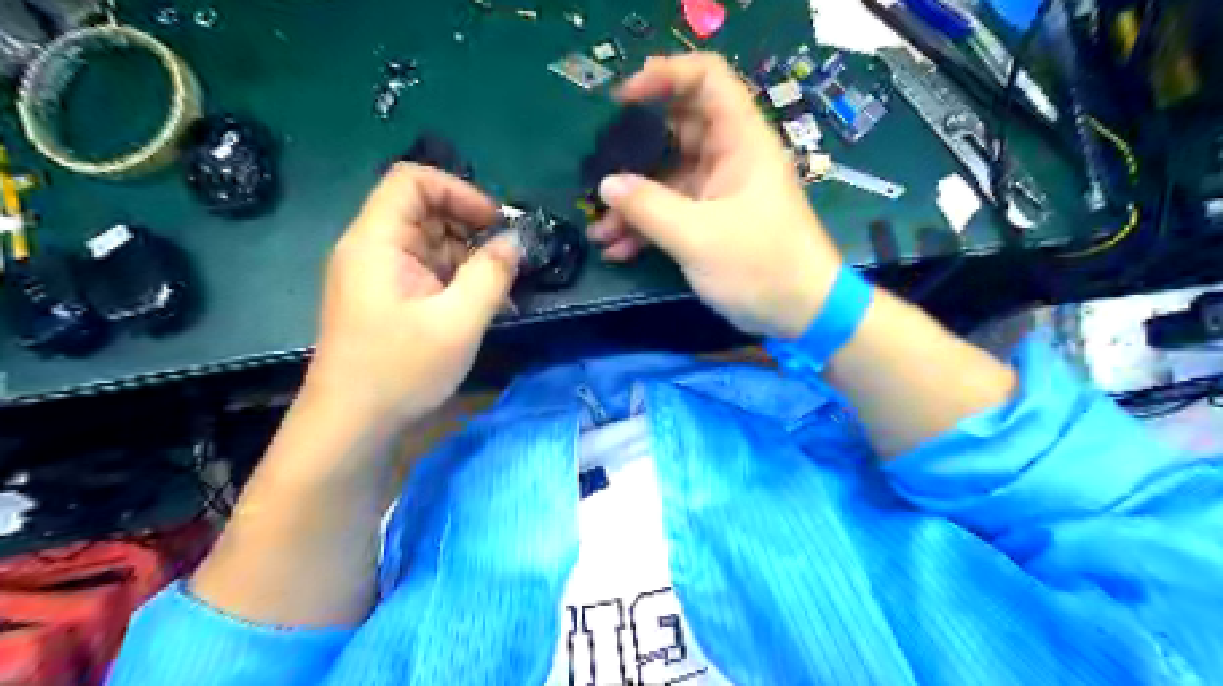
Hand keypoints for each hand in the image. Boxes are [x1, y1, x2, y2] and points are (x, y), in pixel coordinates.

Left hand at [305, 161, 520, 424]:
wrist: (351, 426)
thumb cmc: (400, 370)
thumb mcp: (458, 322)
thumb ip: (491, 275)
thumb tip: (514, 242)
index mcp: (377, 241)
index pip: (413, 181)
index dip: (458, 191)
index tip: (494, 224)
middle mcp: (372, 249)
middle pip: (424, 211)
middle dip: (470, 229)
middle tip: (506, 262)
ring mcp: (378, 275)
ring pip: (430, 244)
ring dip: (468, 260)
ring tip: (501, 291)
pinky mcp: (387, 299)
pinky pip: (426, 273)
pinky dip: (457, 281)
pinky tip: (482, 307)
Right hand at [586, 50, 847, 337]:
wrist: (800, 313)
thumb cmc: (761, 267)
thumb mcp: (699, 237)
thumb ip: (649, 208)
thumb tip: (606, 185)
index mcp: (740, 141)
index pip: (706, 80)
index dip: (664, 77)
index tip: (621, 100)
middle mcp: (729, 158)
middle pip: (675, 133)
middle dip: (632, 155)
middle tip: (598, 175)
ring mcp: (718, 191)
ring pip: (666, 179)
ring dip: (632, 203)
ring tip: (599, 230)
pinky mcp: (711, 222)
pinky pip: (671, 211)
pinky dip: (645, 227)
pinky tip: (617, 249)